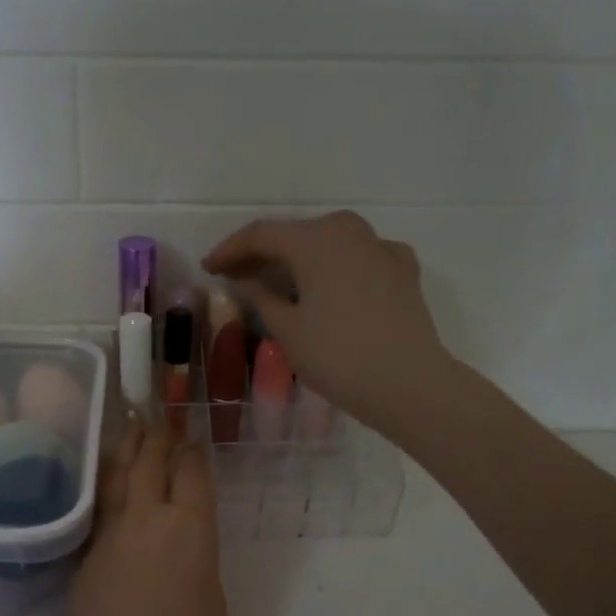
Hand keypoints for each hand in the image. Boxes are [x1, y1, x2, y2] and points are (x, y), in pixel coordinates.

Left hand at [68, 423, 225, 615]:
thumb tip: (182, 540)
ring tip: (130, 426)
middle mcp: (147, 519)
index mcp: (190, 529)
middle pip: (149, 462)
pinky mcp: (84, 556)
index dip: (193, 451)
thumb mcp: (213, 598)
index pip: (191, 472)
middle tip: (160, 416)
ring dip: (126, 448)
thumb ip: (197, 556)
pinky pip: (97, 508)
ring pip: (115, 476)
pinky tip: (105, 479)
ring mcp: (109, 535)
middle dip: (157, 436)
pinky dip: (104, 485)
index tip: (193, 439)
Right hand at [203, 210, 450, 430]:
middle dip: (264, 253)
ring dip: (301, 258)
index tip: (208, 267)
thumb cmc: (338, 356)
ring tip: (280, 280)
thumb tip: (245, 282)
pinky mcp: (403, 271)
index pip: (261, 235)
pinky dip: (340, 266)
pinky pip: (361, 257)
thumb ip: (261, 298)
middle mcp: (348, 232)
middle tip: (238, 276)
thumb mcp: (287, 330)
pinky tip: (335, 282)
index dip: (230, 250)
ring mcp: (381, 248)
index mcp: (315, 241)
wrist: (408, 383)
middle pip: (296, 234)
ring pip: (330, 242)